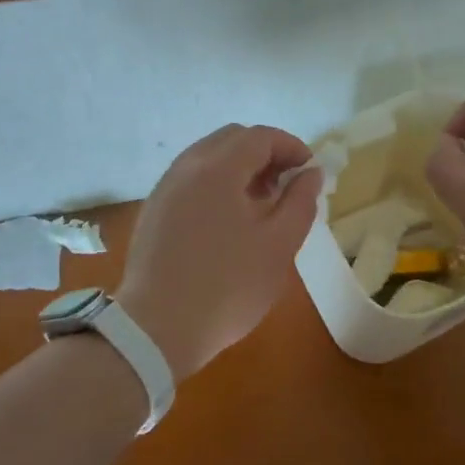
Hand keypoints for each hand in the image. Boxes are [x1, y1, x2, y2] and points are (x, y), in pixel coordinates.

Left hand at [120, 124, 323, 380]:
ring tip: (260, 206)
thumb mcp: (279, 245)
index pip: (260, 136)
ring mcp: (165, 187)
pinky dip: (216, 184)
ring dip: (239, 169)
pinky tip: (228, 221)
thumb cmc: (227, 286)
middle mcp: (187, 166)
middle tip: (286, 187)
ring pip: (209, 158)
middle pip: (232, 139)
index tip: (310, 173)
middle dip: (265, 154)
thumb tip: (310, 173)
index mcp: (218, 167)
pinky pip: (191, 179)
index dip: (291, 147)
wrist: (156, 328)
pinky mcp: (154, 210)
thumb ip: (300, 201)